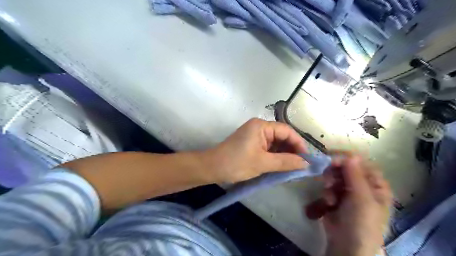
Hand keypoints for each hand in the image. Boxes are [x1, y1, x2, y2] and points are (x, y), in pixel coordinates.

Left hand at [205, 118, 307, 183]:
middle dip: (292, 150)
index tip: (306, 159)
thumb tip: (306, 163)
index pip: (287, 131)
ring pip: (276, 143)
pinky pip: (268, 148)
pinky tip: (281, 166)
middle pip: (282, 136)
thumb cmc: (236, 163)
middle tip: (301, 165)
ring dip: (284, 154)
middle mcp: (259, 127)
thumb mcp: (263, 163)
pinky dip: (275, 156)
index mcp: (261, 126)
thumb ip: (286, 162)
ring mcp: (255, 135)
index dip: (299, 144)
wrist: (212, 168)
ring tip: (293, 168)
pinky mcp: (252, 143)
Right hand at [310, 154, 391, 255]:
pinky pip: (329, 187)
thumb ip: (355, 174)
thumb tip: (351, 154)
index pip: (363, 164)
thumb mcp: (361, 197)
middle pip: (346, 168)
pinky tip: (328, 203)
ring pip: (335, 176)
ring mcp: (348, 192)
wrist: (346, 245)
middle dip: (335, 172)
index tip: (332, 157)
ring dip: (329, 183)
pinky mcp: (336, 197)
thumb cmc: (361, 221)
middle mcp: (363, 186)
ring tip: (329, 196)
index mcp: (376, 185)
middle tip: (327, 178)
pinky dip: (327, 193)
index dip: (348, 159)